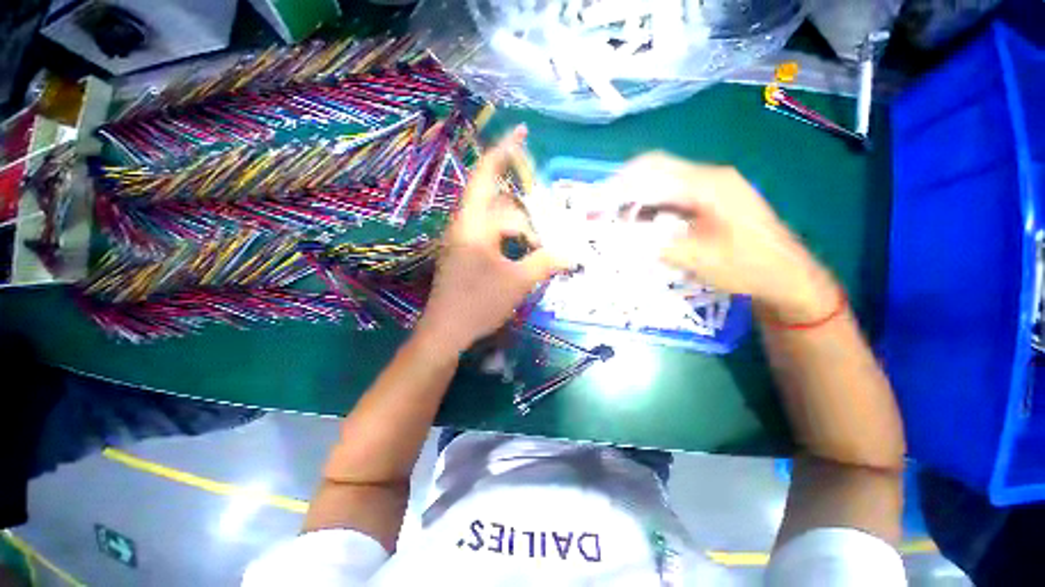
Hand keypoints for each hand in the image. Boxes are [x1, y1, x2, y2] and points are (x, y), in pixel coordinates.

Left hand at [415, 126, 566, 353]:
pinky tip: (523, 255)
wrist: (446, 332)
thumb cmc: (478, 303)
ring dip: (519, 230)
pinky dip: (509, 241)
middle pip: (499, 204)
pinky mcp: (465, 255)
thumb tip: (573, 254)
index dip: (504, 152)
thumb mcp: (518, 281)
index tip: (522, 132)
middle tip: (548, 231)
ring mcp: (463, 241)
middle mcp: (465, 226)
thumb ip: (546, 263)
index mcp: (473, 224)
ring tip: (540, 247)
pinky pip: (491, 237)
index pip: (486, 176)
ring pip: (496, 223)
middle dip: (526, 213)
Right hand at [606, 153, 836, 322]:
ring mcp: (713, 186)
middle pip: (656, 169)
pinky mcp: (712, 199)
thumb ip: (654, 245)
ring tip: (617, 219)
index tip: (597, 202)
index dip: (620, 184)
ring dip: (637, 196)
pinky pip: (673, 194)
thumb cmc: (745, 267)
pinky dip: (651, 205)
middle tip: (602, 210)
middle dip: (625, 187)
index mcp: (708, 185)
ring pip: (663, 181)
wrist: (786, 275)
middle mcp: (710, 177)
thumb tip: (617, 239)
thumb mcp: (696, 259)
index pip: (653, 170)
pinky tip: (642, 223)